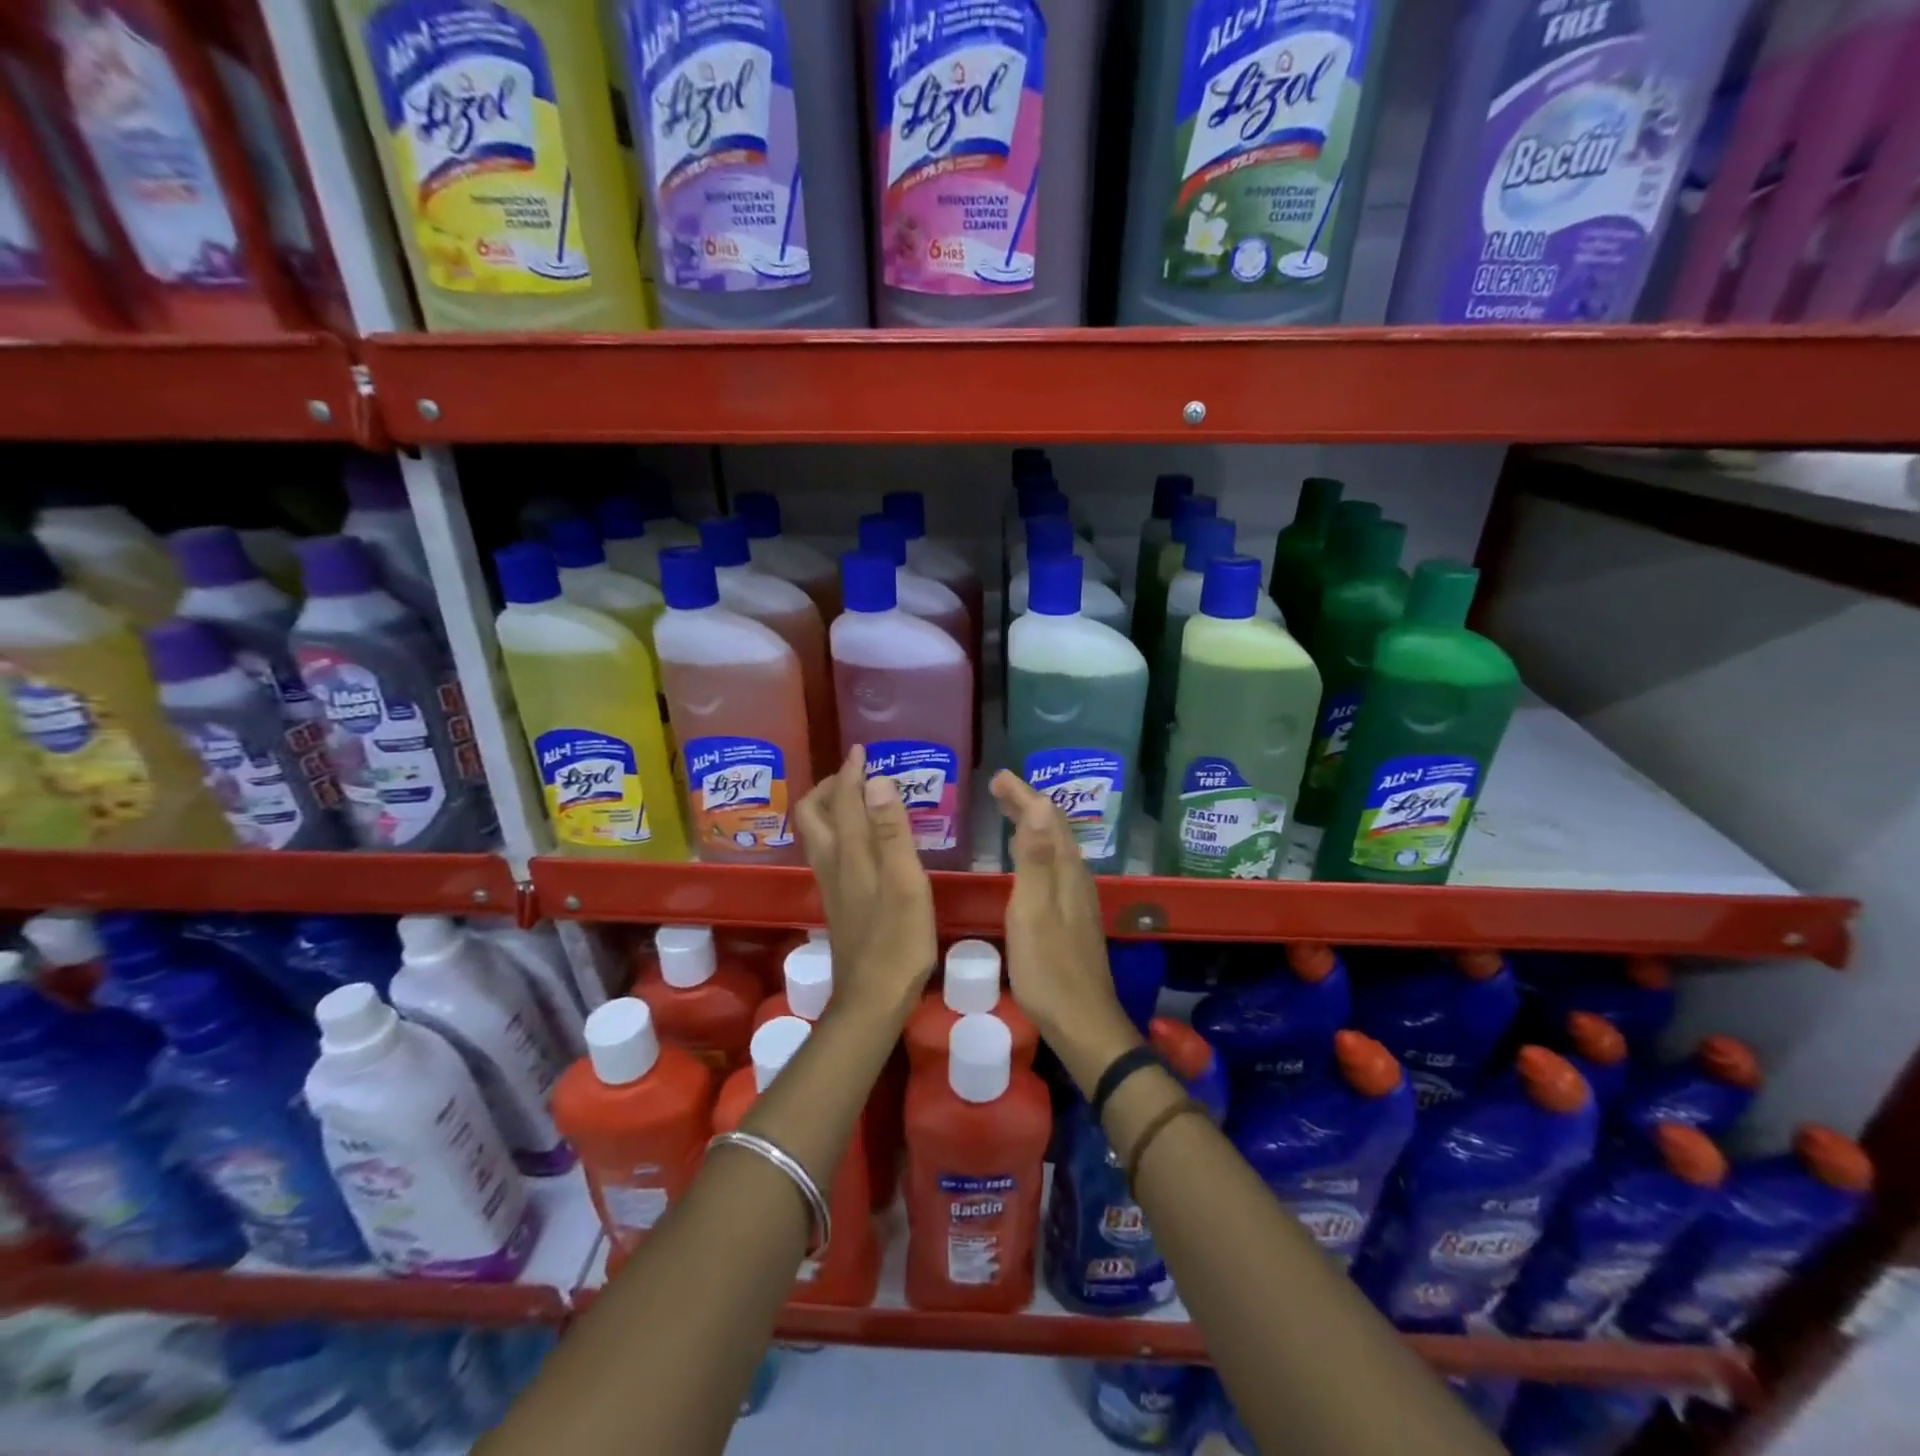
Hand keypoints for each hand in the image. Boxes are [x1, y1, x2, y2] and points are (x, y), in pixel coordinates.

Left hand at [795, 745, 936, 1026]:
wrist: (872, 999)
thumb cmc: (898, 941)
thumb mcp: (905, 883)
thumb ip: (892, 832)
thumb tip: (876, 781)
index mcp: (850, 854)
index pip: (843, 800)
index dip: (851, 772)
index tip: (862, 751)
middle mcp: (833, 863)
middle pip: (813, 814)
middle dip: (830, 787)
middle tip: (857, 776)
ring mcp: (831, 885)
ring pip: (817, 834)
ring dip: (831, 808)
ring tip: (859, 800)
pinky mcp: (838, 902)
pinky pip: (828, 852)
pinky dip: (839, 832)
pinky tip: (863, 842)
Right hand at [990, 770, 1141, 1090]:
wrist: (1082, 1022)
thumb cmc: (1049, 969)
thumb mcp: (1033, 912)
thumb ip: (1034, 860)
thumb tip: (1038, 805)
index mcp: (1065, 872)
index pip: (1046, 819)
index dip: (1023, 795)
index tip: (998, 777)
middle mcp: (1076, 878)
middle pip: (1054, 830)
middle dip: (1028, 804)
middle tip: (1000, 788)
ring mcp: (1077, 899)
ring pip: (1056, 849)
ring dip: (1034, 826)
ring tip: (1012, 814)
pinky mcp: (1072, 917)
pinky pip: (1054, 868)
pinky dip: (1037, 851)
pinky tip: (1027, 863)